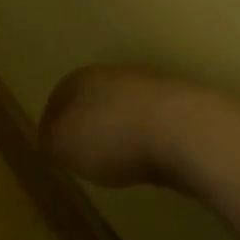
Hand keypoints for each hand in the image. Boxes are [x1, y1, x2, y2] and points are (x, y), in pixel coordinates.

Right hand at [41, 65, 239, 189]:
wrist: (187, 132)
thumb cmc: (112, 137)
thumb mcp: (63, 146)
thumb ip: (51, 142)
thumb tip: (53, 140)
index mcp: (82, 78)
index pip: (59, 97)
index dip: (53, 123)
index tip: (53, 148)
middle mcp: (115, 75)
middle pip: (94, 100)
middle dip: (89, 124)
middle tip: (84, 154)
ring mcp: (154, 89)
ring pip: (127, 110)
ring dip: (122, 132)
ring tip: (120, 163)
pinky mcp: (186, 108)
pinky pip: (157, 127)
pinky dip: (151, 142)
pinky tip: (153, 163)